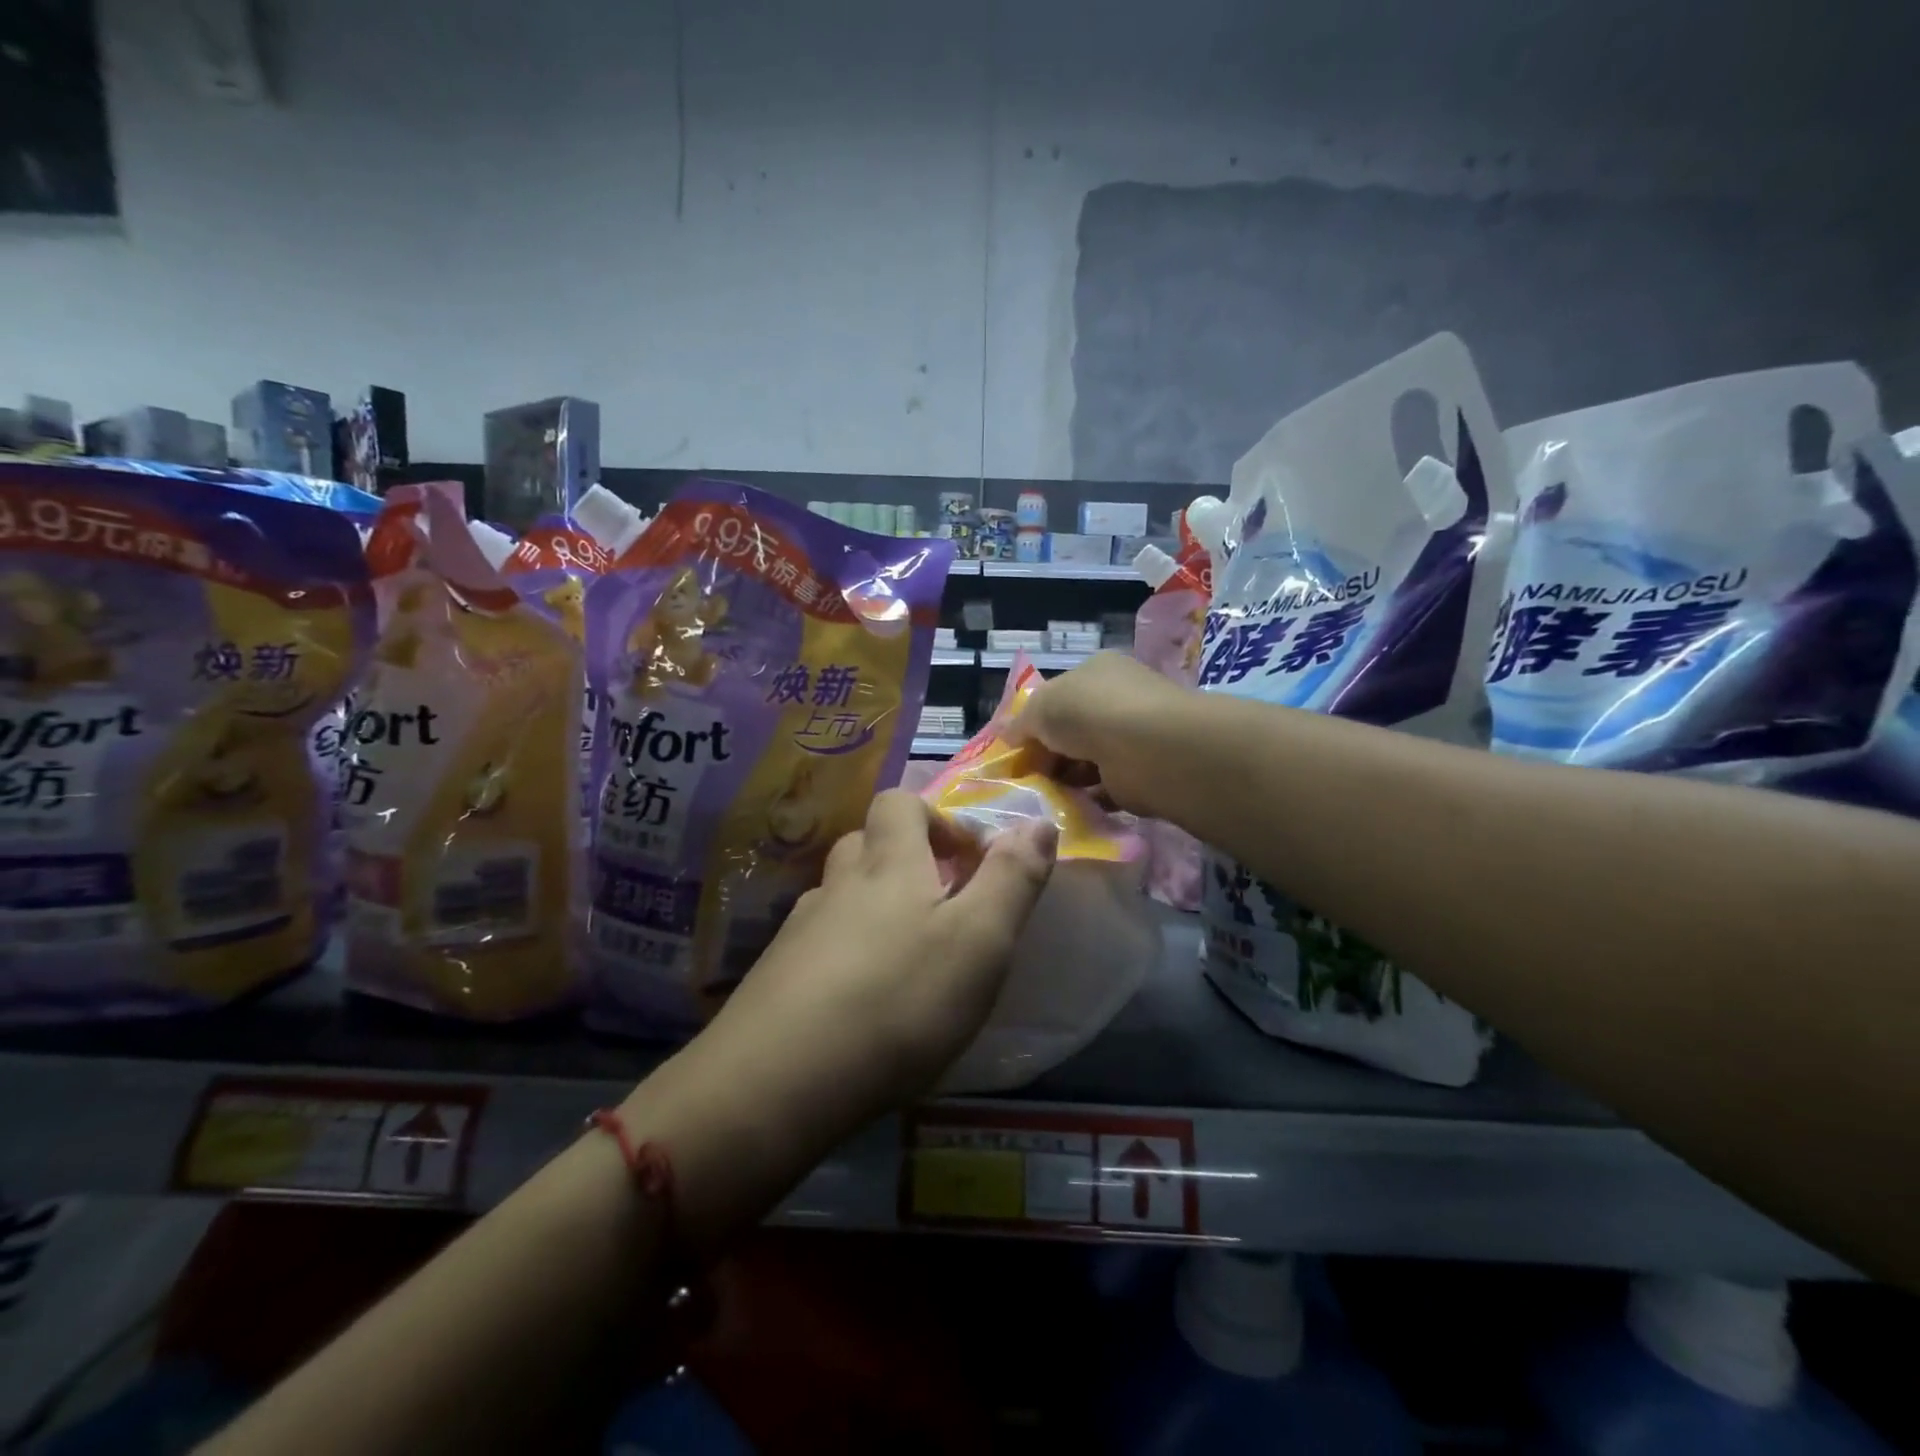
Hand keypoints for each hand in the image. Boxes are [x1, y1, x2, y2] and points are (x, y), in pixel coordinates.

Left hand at [647, 790, 1056, 1177]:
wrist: (778, 1083)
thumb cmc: (898, 1001)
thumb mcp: (980, 940)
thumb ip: (1012, 878)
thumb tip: (1038, 822)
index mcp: (888, 864)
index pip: (899, 802)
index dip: (936, 817)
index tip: (968, 862)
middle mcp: (838, 885)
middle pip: (867, 844)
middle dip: (906, 861)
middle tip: (941, 908)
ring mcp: (800, 931)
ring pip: (841, 896)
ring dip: (873, 908)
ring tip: (906, 959)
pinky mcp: (776, 977)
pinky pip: (817, 945)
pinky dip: (844, 954)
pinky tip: (860, 1001)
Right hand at [1007, 651, 1196, 817]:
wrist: (1146, 749)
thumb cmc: (1089, 712)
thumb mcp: (1041, 707)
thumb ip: (1021, 722)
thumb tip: (1006, 735)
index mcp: (1097, 672)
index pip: (1060, 695)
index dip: (1034, 720)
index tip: (1015, 747)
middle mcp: (1118, 700)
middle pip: (1072, 730)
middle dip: (1047, 753)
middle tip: (1023, 777)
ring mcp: (1132, 738)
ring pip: (1087, 760)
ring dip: (1065, 778)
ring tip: (1040, 795)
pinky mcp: (1141, 775)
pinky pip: (1105, 788)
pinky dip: (1086, 798)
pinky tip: (1067, 807)